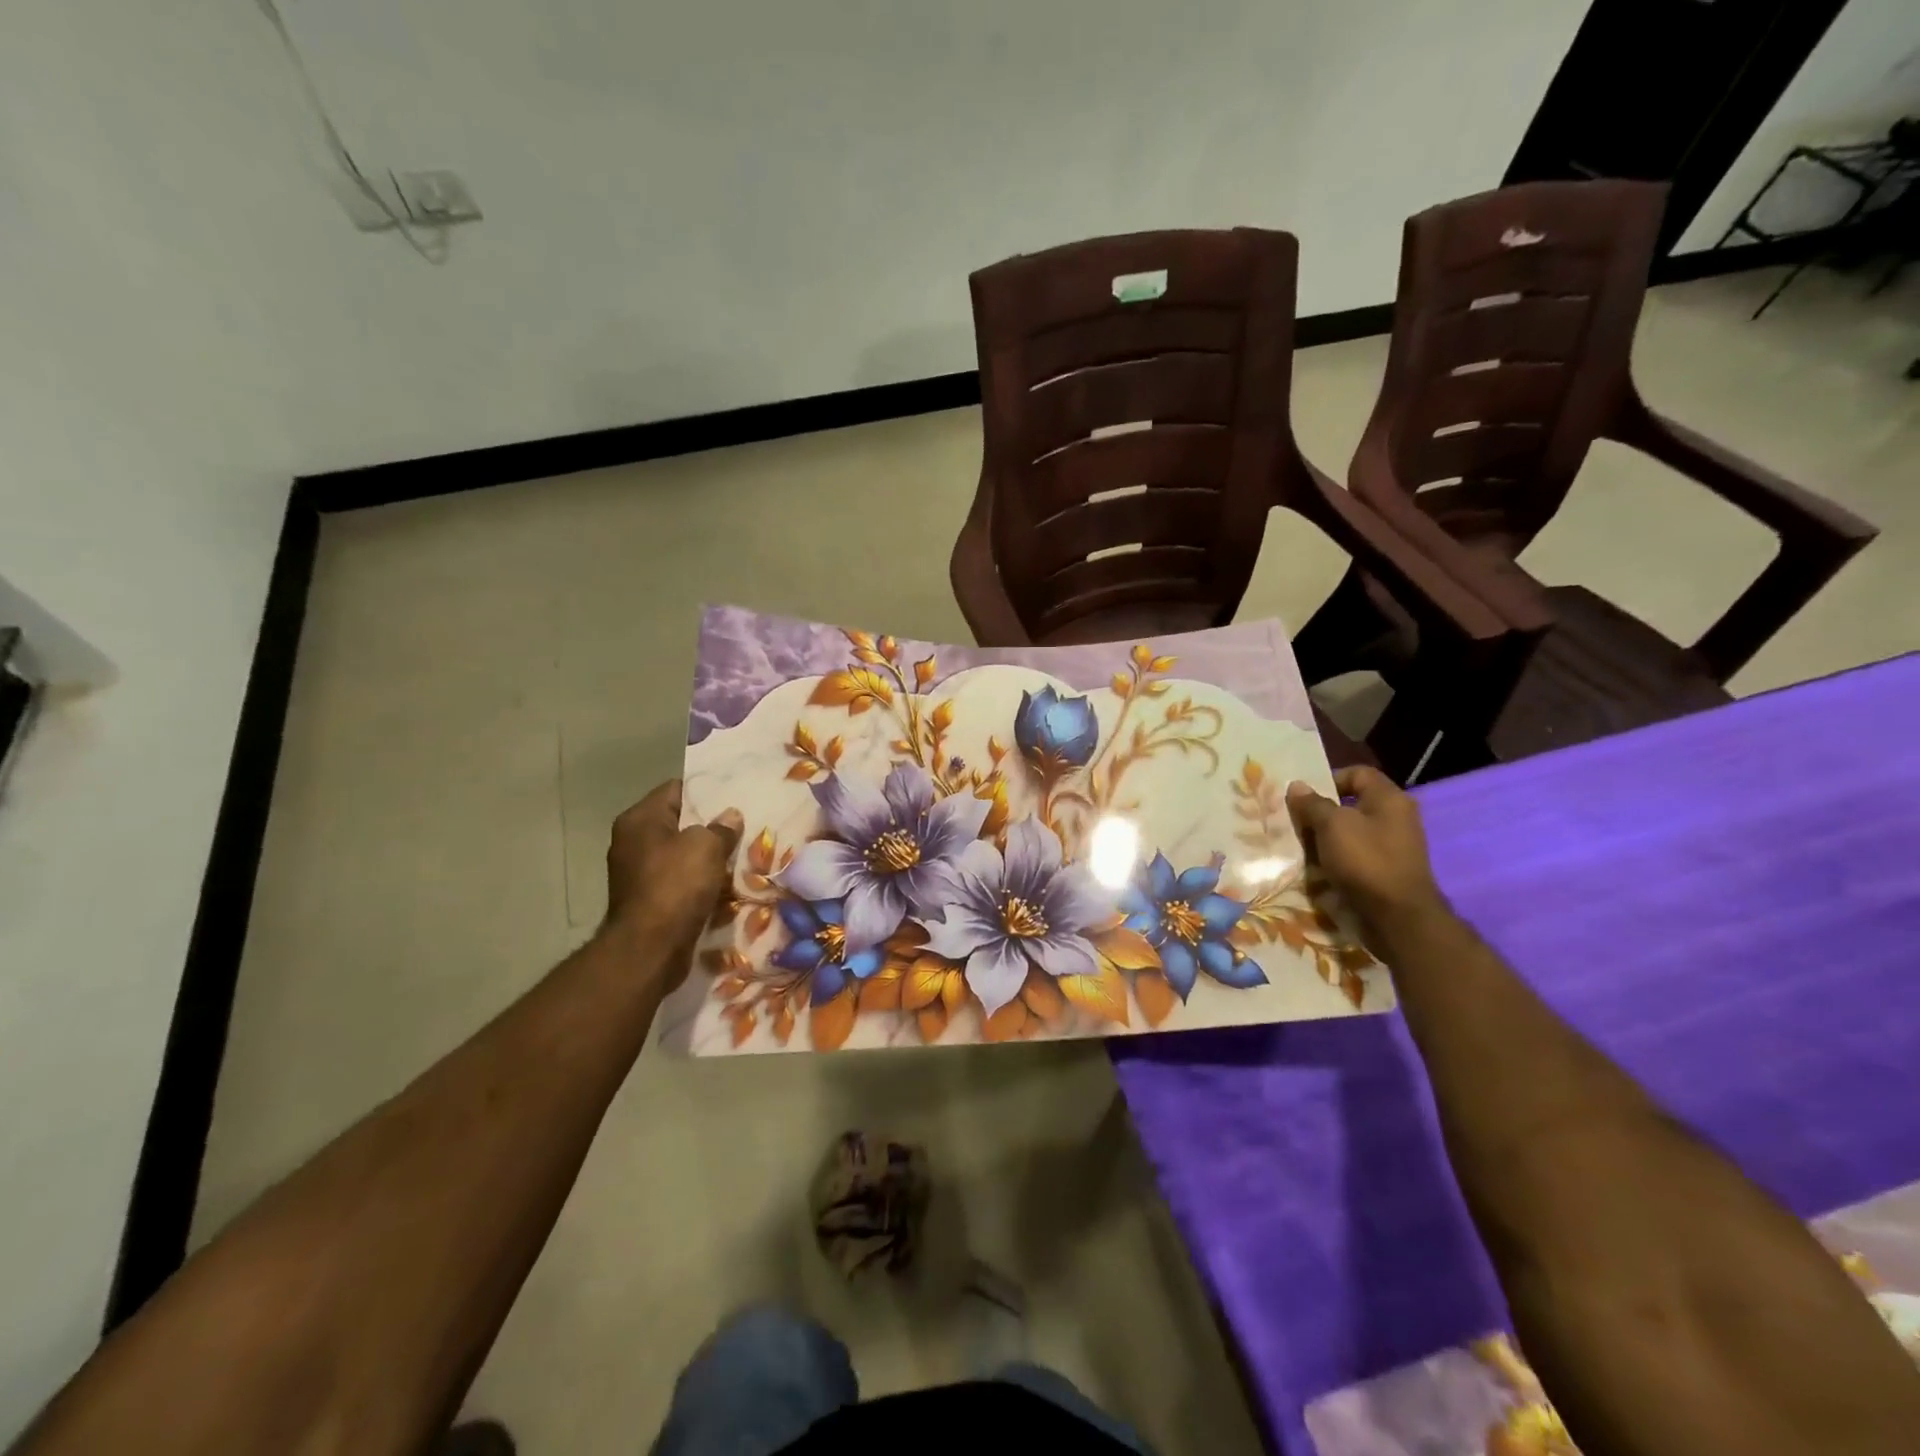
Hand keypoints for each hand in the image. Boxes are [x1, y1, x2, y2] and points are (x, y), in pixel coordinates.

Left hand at [603, 780, 742, 991]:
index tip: (734, 797)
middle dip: (710, 827)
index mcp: (640, 819)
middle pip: (679, 824)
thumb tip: (730, 816)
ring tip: (740, 856)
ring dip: (707, 858)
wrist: (650, 949)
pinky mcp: (648, 900)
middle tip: (743, 827)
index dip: (705, 792)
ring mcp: (638, 873)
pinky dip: (700, 883)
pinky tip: (725, 886)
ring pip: (682, 855)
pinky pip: (680, 882)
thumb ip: (721, 827)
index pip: (675, 790)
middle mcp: (633, 842)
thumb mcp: (706, 846)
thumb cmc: (675, 885)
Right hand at [1285, 766, 1447, 943]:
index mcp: (1389, 799)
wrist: (1398, 917)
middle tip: (1295, 822)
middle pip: (1351, 804)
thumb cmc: (1366, 861)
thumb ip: (1313, 804)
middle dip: (1321, 812)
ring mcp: (1393, 846)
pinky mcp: (1387, 870)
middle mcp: (1396, 818)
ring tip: (1302, 847)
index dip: (1329, 779)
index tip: (1304, 798)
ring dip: (1325, 838)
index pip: (1357, 773)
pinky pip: (1356, 855)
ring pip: (1351, 832)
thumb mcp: (1332, 826)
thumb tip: (1297, 786)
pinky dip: (1337, 859)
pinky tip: (1318, 868)